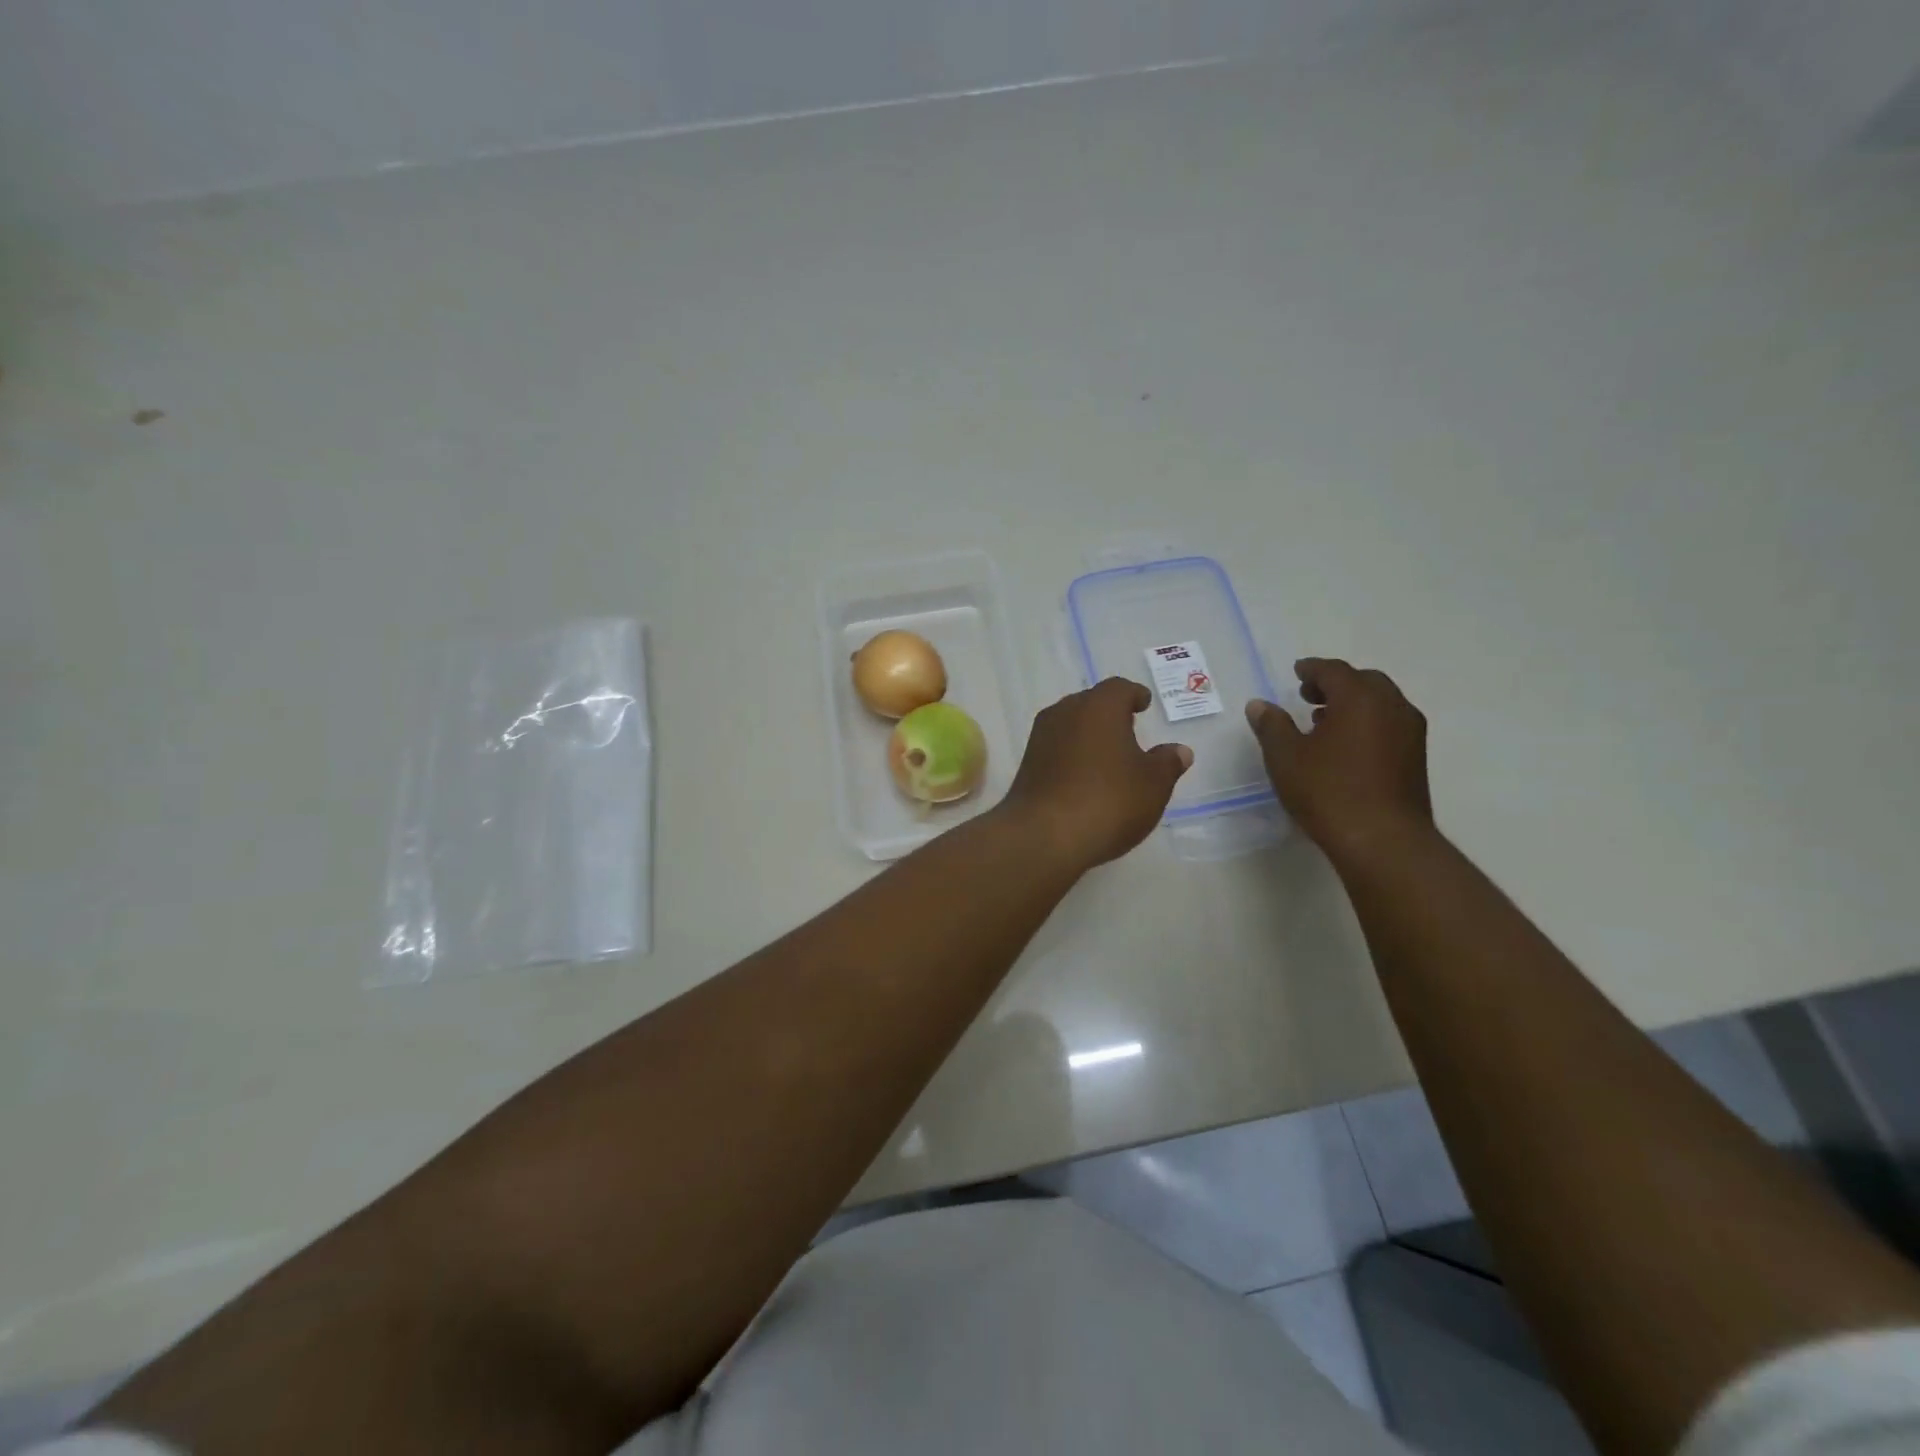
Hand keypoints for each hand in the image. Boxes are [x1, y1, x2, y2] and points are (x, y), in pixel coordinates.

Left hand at [1002, 677, 1192, 870]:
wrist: (1044, 835)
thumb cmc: (1109, 800)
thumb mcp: (1153, 784)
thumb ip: (1167, 763)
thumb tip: (1179, 750)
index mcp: (1099, 706)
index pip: (1119, 688)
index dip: (1134, 695)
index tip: (1144, 704)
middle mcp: (1065, 712)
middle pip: (1090, 703)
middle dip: (1110, 713)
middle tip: (1129, 729)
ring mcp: (1040, 738)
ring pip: (1070, 725)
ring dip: (1089, 734)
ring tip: (1108, 755)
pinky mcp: (1027, 764)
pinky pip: (1056, 749)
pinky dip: (1072, 755)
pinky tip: (1084, 776)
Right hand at [1246, 658, 1432, 864]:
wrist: (1383, 840)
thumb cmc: (1328, 791)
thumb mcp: (1286, 757)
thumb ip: (1272, 725)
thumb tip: (1260, 705)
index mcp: (1359, 698)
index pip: (1334, 670)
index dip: (1312, 669)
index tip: (1296, 672)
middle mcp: (1391, 707)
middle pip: (1364, 681)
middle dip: (1335, 684)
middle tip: (1309, 696)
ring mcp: (1410, 733)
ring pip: (1381, 703)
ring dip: (1353, 704)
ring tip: (1324, 721)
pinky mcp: (1415, 758)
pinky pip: (1389, 725)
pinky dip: (1367, 723)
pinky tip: (1346, 746)